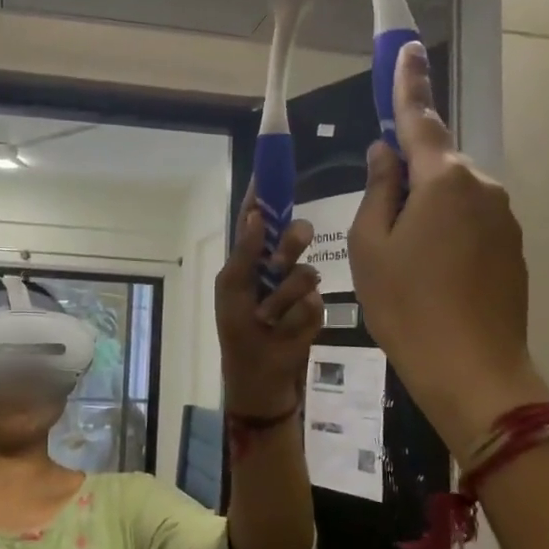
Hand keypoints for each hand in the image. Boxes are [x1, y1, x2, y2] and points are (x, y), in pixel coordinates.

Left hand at [215, 198, 323, 417]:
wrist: (260, 379)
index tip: (271, 169)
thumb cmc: (237, 334)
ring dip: (282, 300)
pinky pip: (313, 302)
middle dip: (289, 246)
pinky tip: (282, 332)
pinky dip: (293, 319)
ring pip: (306, 272)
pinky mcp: (316, 311)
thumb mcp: (231, 292)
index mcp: (251, 260)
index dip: (264, 195)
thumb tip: (256, 214)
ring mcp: (299, 289)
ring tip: (268, 320)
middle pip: (295, 235)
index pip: (259, 220)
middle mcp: (277, 268)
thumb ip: (244, 254)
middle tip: (278, 263)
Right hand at [349, 43, 548, 450]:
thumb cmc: (406, 304)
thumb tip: (387, 154)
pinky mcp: (513, 248)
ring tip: (405, 267)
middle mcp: (481, 187)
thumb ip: (378, 190)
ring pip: (452, 199)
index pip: (419, 119)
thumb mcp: (370, 246)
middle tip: (380, 230)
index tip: (405, 49)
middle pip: (435, 166)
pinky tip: (433, 279)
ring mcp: (503, 218)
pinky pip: (471, 225)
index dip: (408, 83)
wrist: (472, 369)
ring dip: (426, 215)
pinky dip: (447, 238)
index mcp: (442, 179)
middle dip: (407, 180)